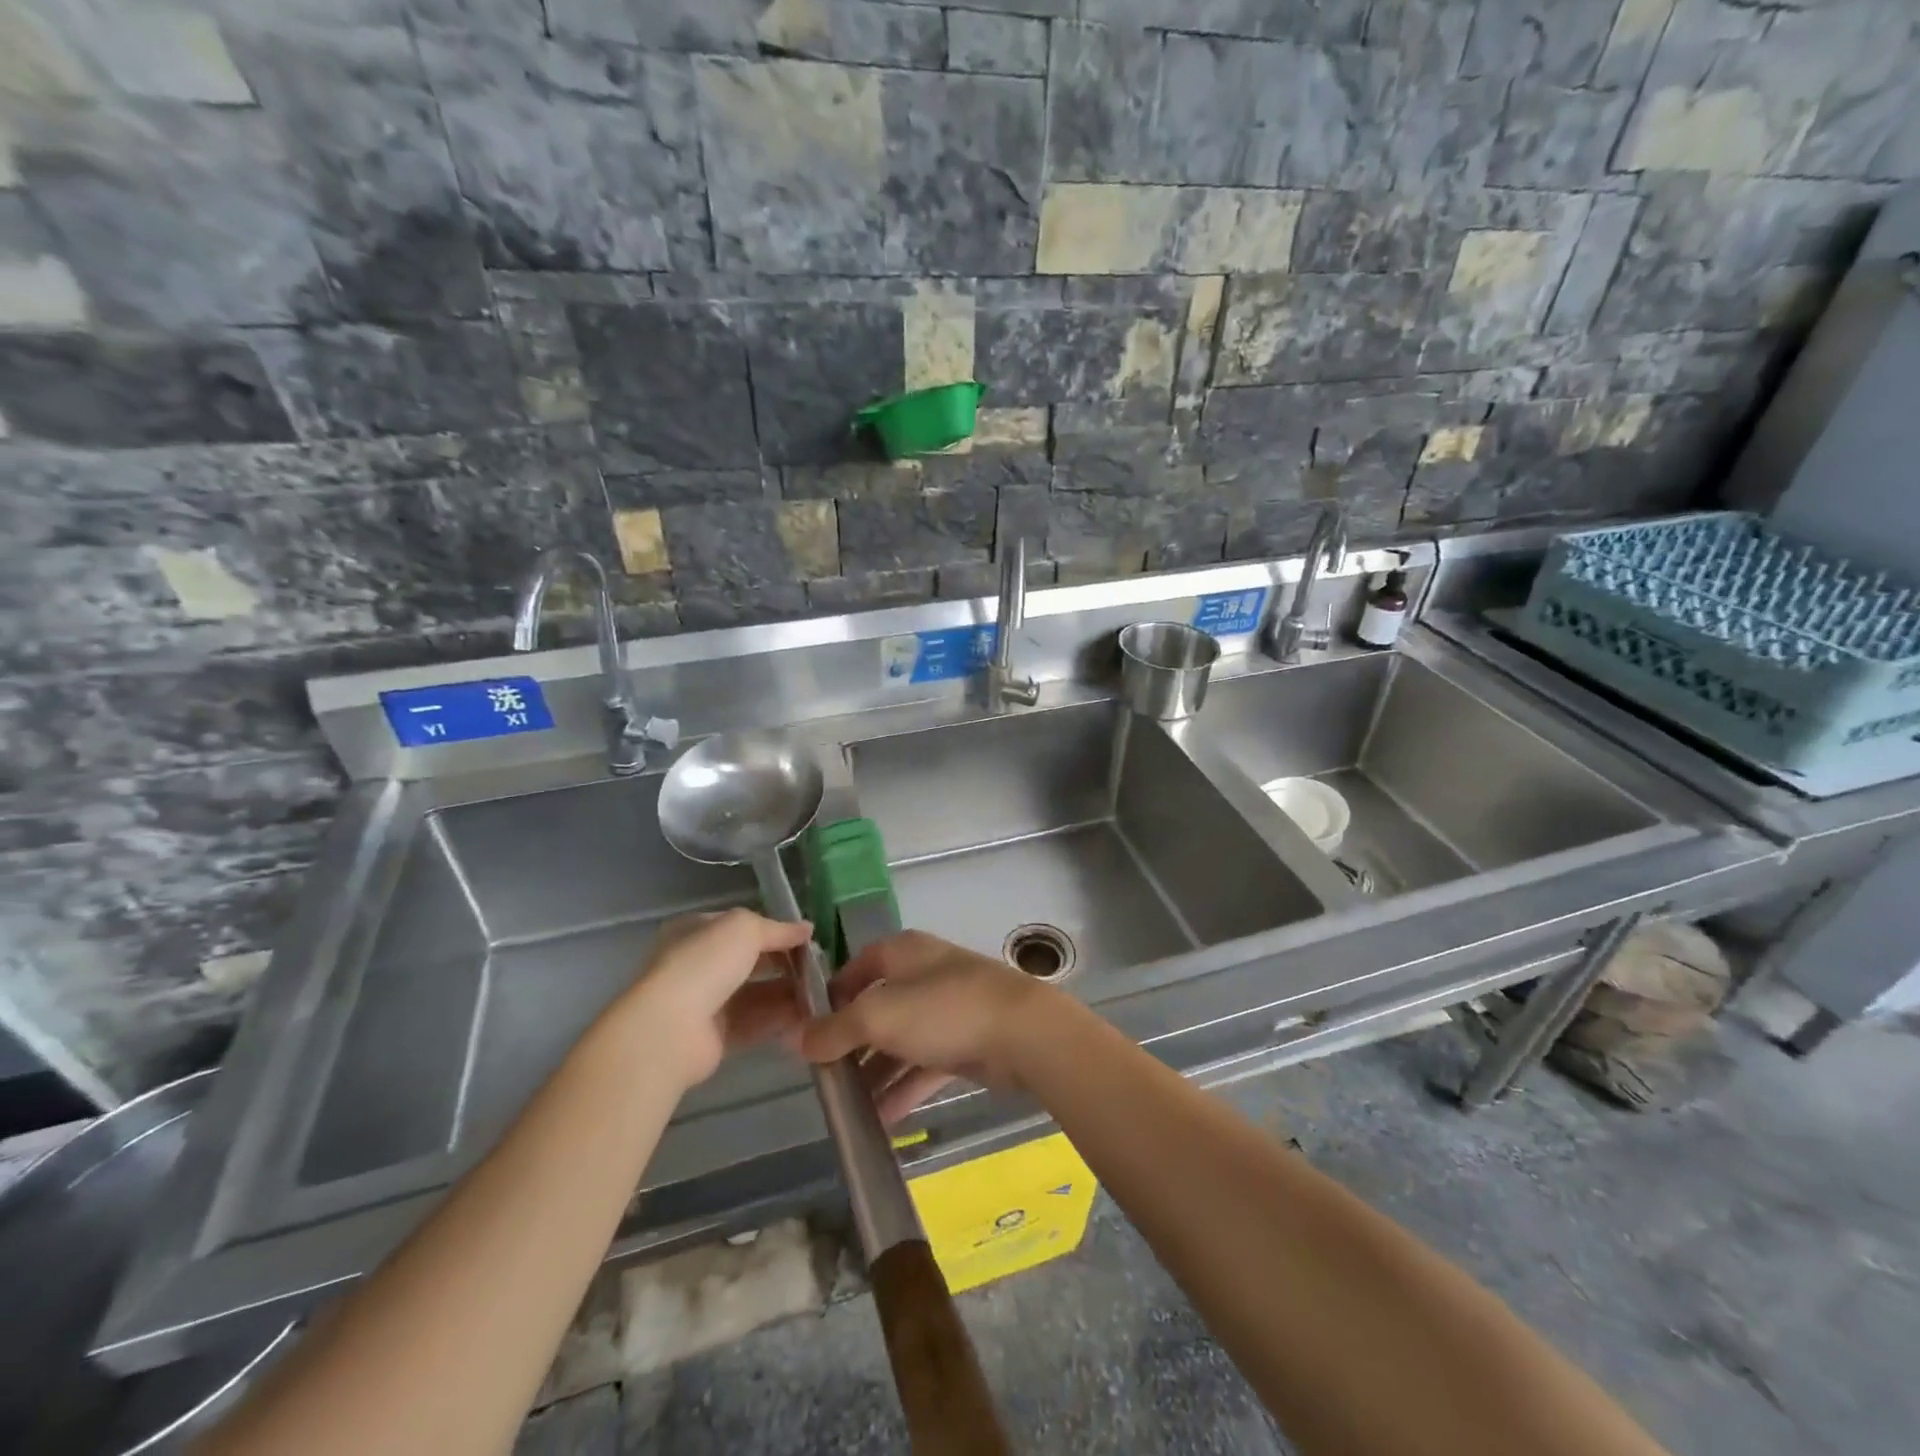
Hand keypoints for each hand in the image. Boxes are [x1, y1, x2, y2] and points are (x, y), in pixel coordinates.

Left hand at [628, 908, 814, 1088]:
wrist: (670, 1029)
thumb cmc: (705, 963)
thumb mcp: (744, 928)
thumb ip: (778, 929)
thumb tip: (806, 930)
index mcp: (697, 931)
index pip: (743, 927)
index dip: (776, 931)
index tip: (808, 940)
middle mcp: (699, 965)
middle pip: (751, 962)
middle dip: (784, 964)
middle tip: (818, 969)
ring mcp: (705, 1002)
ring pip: (755, 994)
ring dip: (786, 993)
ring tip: (819, 994)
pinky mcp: (714, 1037)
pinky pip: (753, 1023)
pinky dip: (778, 1019)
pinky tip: (805, 1016)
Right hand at [799, 931, 1058, 1123]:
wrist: (1022, 1033)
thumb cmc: (943, 1010)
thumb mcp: (879, 1016)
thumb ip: (836, 1028)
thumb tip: (798, 1039)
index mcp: (903, 952)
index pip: (857, 967)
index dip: (832, 996)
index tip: (809, 1031)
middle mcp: (923, 974)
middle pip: (877, 1007)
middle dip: (851, 1042)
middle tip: (824, 1078)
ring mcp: (947, 1009)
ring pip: (900, 1040)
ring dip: (875, 1072)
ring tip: (846, 1108)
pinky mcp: (965, 1042)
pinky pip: (924, 1065)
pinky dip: (903, 1088)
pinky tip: (880, 1120)